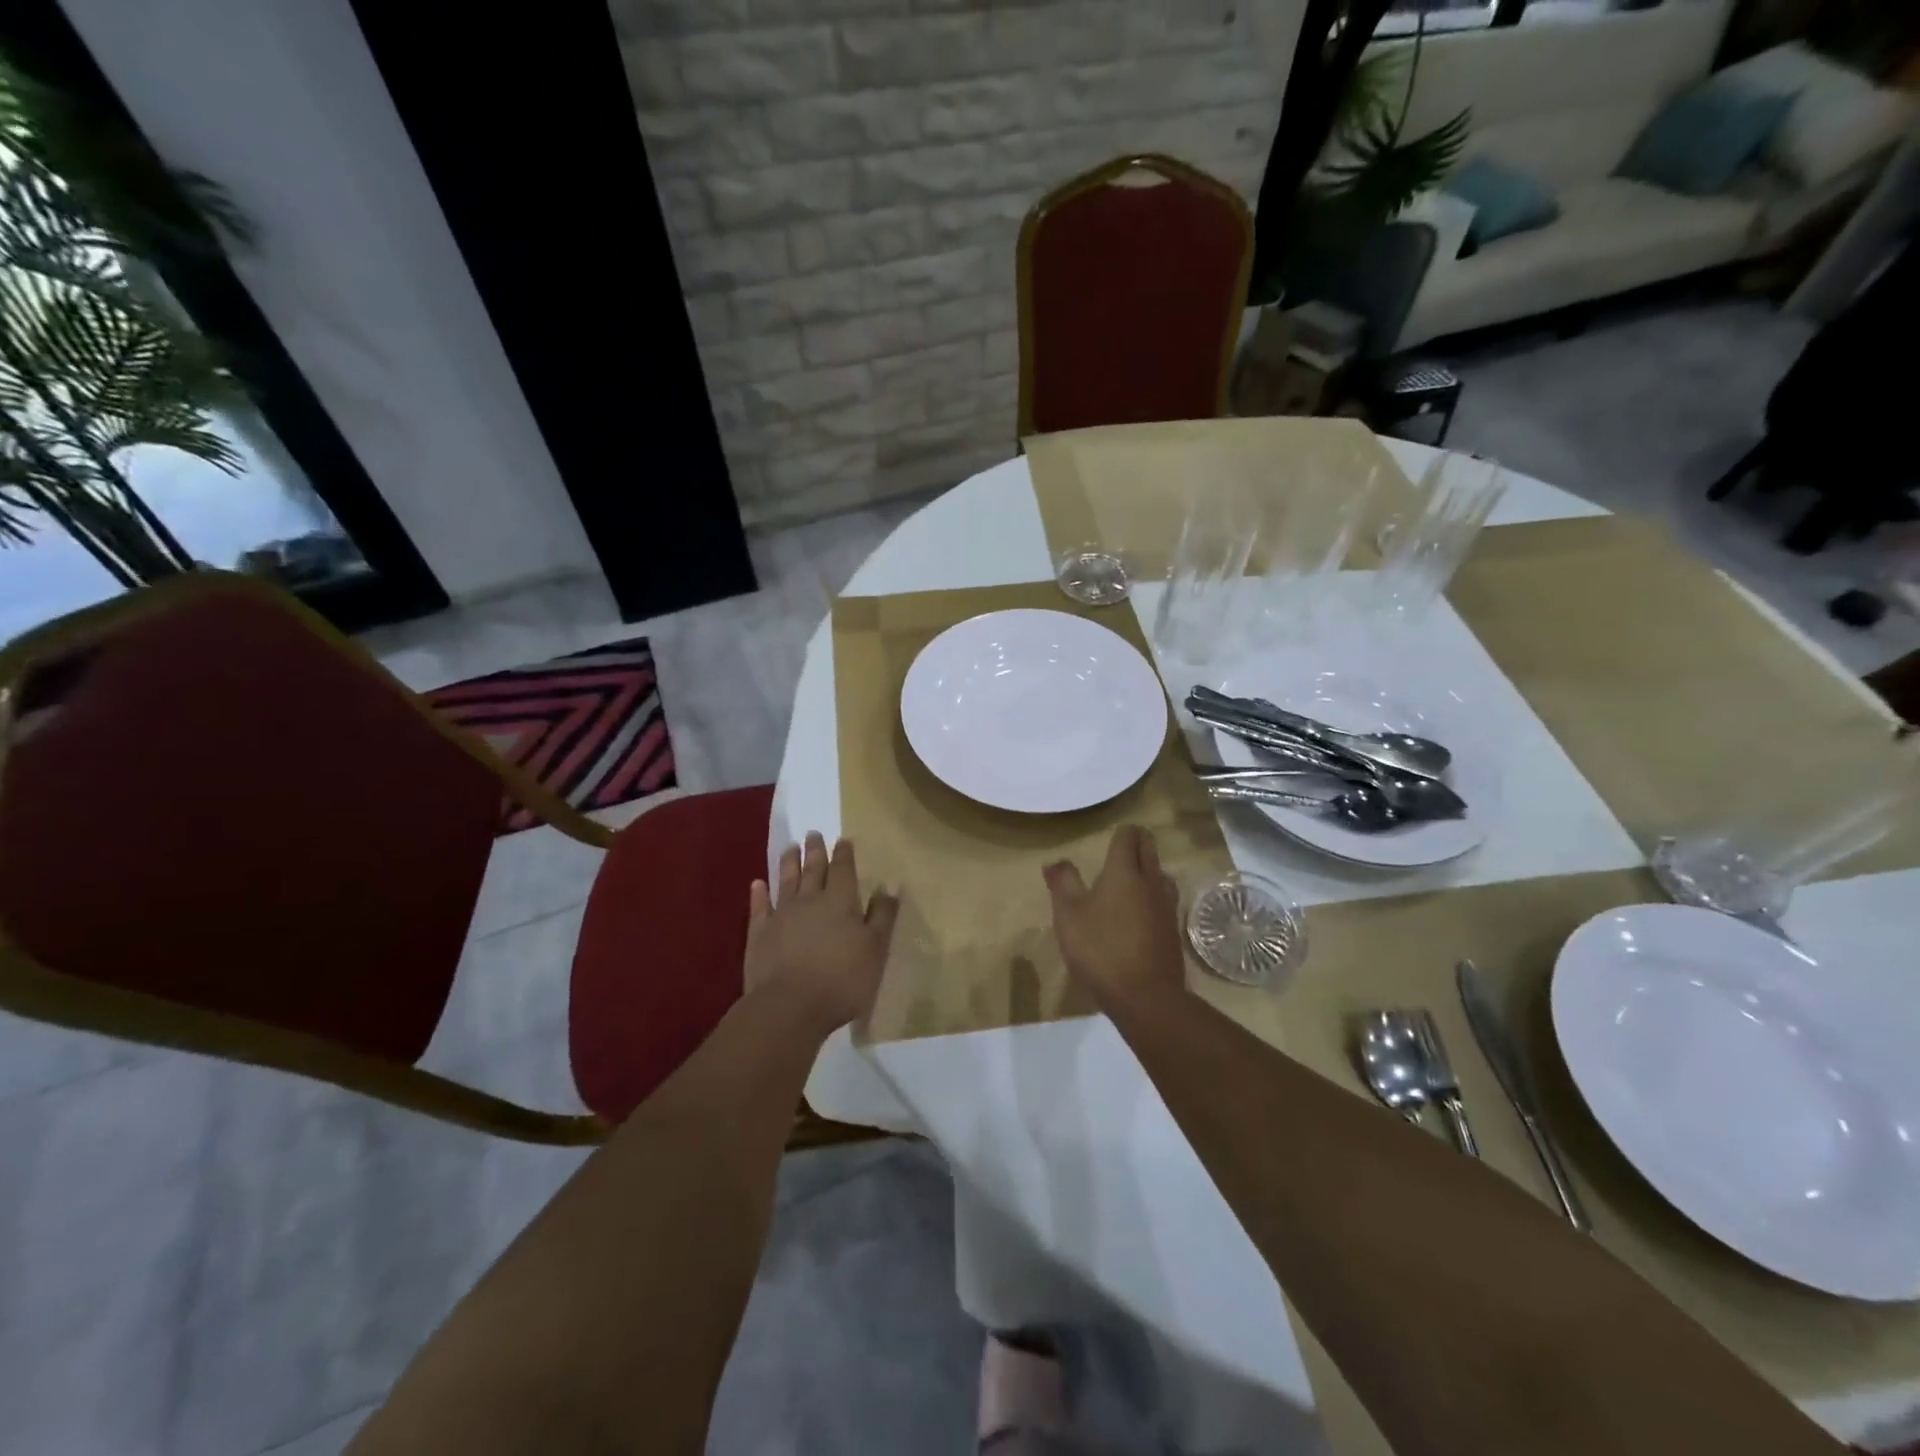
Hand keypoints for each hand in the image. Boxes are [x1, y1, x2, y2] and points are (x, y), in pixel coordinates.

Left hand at [746, 832, 898, 1034]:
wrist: (789, 1006)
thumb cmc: (841, 980)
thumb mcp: (875, 949)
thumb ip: (882, 916)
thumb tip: (889, 885)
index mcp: (840, 902)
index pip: (843, 870)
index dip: (844, 854)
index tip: (843, 839)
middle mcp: (810, 901)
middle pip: (813, 869)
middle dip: (815, 851)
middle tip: (813, 833)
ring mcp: (781, 915)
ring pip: (786, 881)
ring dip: (789, 863)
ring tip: (790, 847)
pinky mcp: (759, 934)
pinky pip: (759, 907)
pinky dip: (759, 894)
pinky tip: (757, 884)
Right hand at [1043, 825, 1187, 1014]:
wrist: (1146, 997)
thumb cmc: (1101, 949)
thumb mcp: (1069, 915)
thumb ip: (1062, 883)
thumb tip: (1055, 861)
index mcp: (1124, 872)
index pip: (1129, 836)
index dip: (1120, 832)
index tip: (1109, 837)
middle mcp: (1151, 881)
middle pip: (1149, 849)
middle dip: (1136, 844)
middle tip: (1118, 850)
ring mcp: (1166, 906)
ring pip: (1160, 874)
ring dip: (1147, 869)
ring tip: (1130, 879)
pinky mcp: (1172, 929)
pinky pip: (1163, 899)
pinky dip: (1152, 895)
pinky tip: (1140, 911)